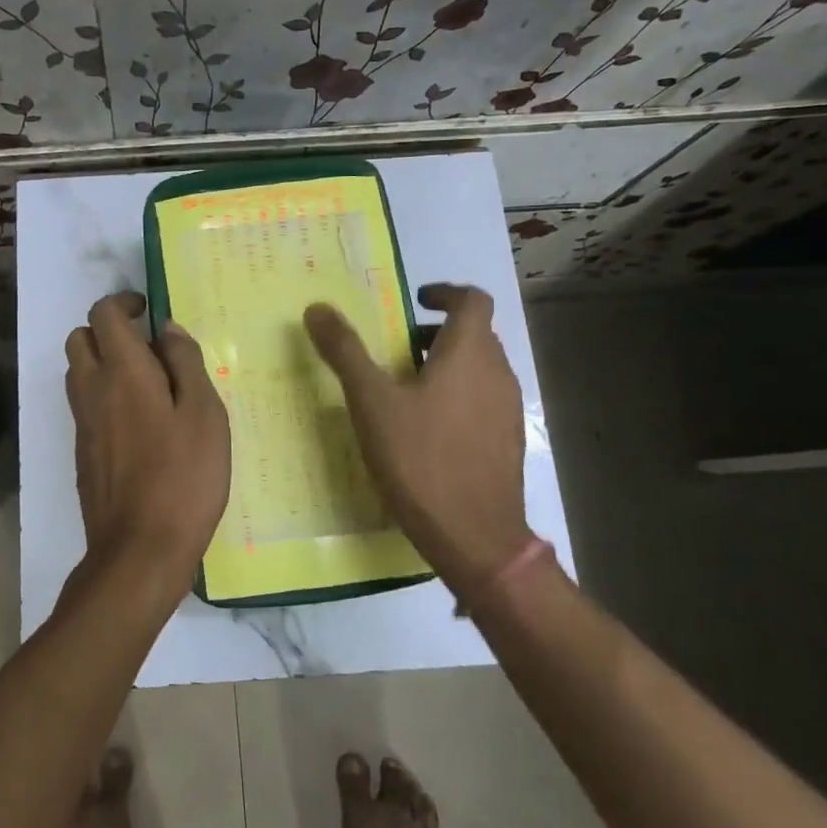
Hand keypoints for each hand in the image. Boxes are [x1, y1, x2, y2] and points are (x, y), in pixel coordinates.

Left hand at [66, 291, 230, 588]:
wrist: (139, 550)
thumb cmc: (183, 477)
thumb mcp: (204, 414)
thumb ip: (186, 363)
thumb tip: (167, 328)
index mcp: (122, 371)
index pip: (104, 314)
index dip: (123, 302)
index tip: (148, 310)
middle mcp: (92, 389)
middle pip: (79, 338)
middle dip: (107, 329)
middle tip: (147, 346)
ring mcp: (82, 423)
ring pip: (78, 372)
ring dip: (103, 362)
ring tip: (147, 383)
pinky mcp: (82, 452)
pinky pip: (85, 405)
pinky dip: (103, 395)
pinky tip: (141, 423)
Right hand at [304, 283, 530, 589]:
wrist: (473, 535)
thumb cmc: (420, 458)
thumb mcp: (372, 402)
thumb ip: (345, 352)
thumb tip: (317, 308)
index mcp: (469, 354)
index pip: (473, 300)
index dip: (445, 292)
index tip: (415, 301)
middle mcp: (497, 373)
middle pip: (476, 334)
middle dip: (438, 332)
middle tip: (398, 348)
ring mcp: (508, 410)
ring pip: (480, 369)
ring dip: (448, 365)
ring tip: (406, 388)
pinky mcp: (508, 441)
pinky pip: (484, 400)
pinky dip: (458, 395)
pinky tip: (427, 428)